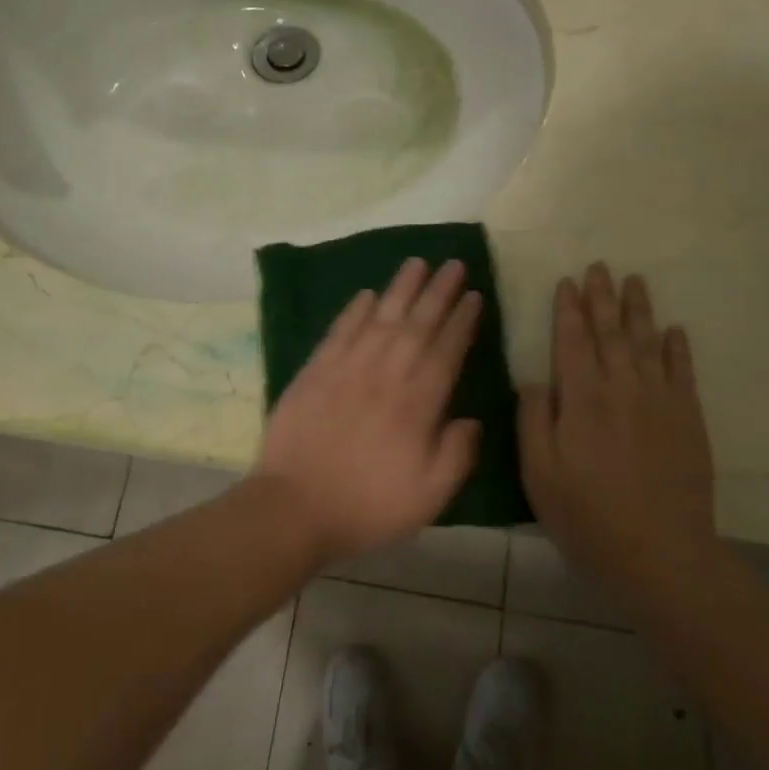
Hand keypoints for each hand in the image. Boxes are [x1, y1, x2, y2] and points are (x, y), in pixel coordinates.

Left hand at [255, 258, 483, 561]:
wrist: (294, 506)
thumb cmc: (366, 506)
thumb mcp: (428, 496)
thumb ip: (456, 455)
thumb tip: (471, 419)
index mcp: (417, 403)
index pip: (446, 351)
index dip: (462, 321)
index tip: (474, 296)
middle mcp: (385, 375)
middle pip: (417, 324)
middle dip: (438, 292)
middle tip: (454, 264)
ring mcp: (346, 369)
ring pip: (380, 318)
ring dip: (400, 288)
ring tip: (417, 263)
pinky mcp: (314, 371)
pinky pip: (339, 331)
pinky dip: (354, 310)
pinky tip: (367, 294)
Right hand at [518, 263, 716, 583]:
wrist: (660, 552)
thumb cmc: (587, 515)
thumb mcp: (539, 473)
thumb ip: (534, 420)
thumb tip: (534, 379)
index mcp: (582, 399)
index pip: (572, 341)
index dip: (568, 310)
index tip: (567, 282)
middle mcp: (622, 388)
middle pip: (611, 332)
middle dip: (602, 298)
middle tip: (600, 267)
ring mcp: (660, 402)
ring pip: (648, 343)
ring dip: (639, 310)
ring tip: (635, 281)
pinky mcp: (688, 420)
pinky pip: (683, 372)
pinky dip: (678, 348)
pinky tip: (674, 330)